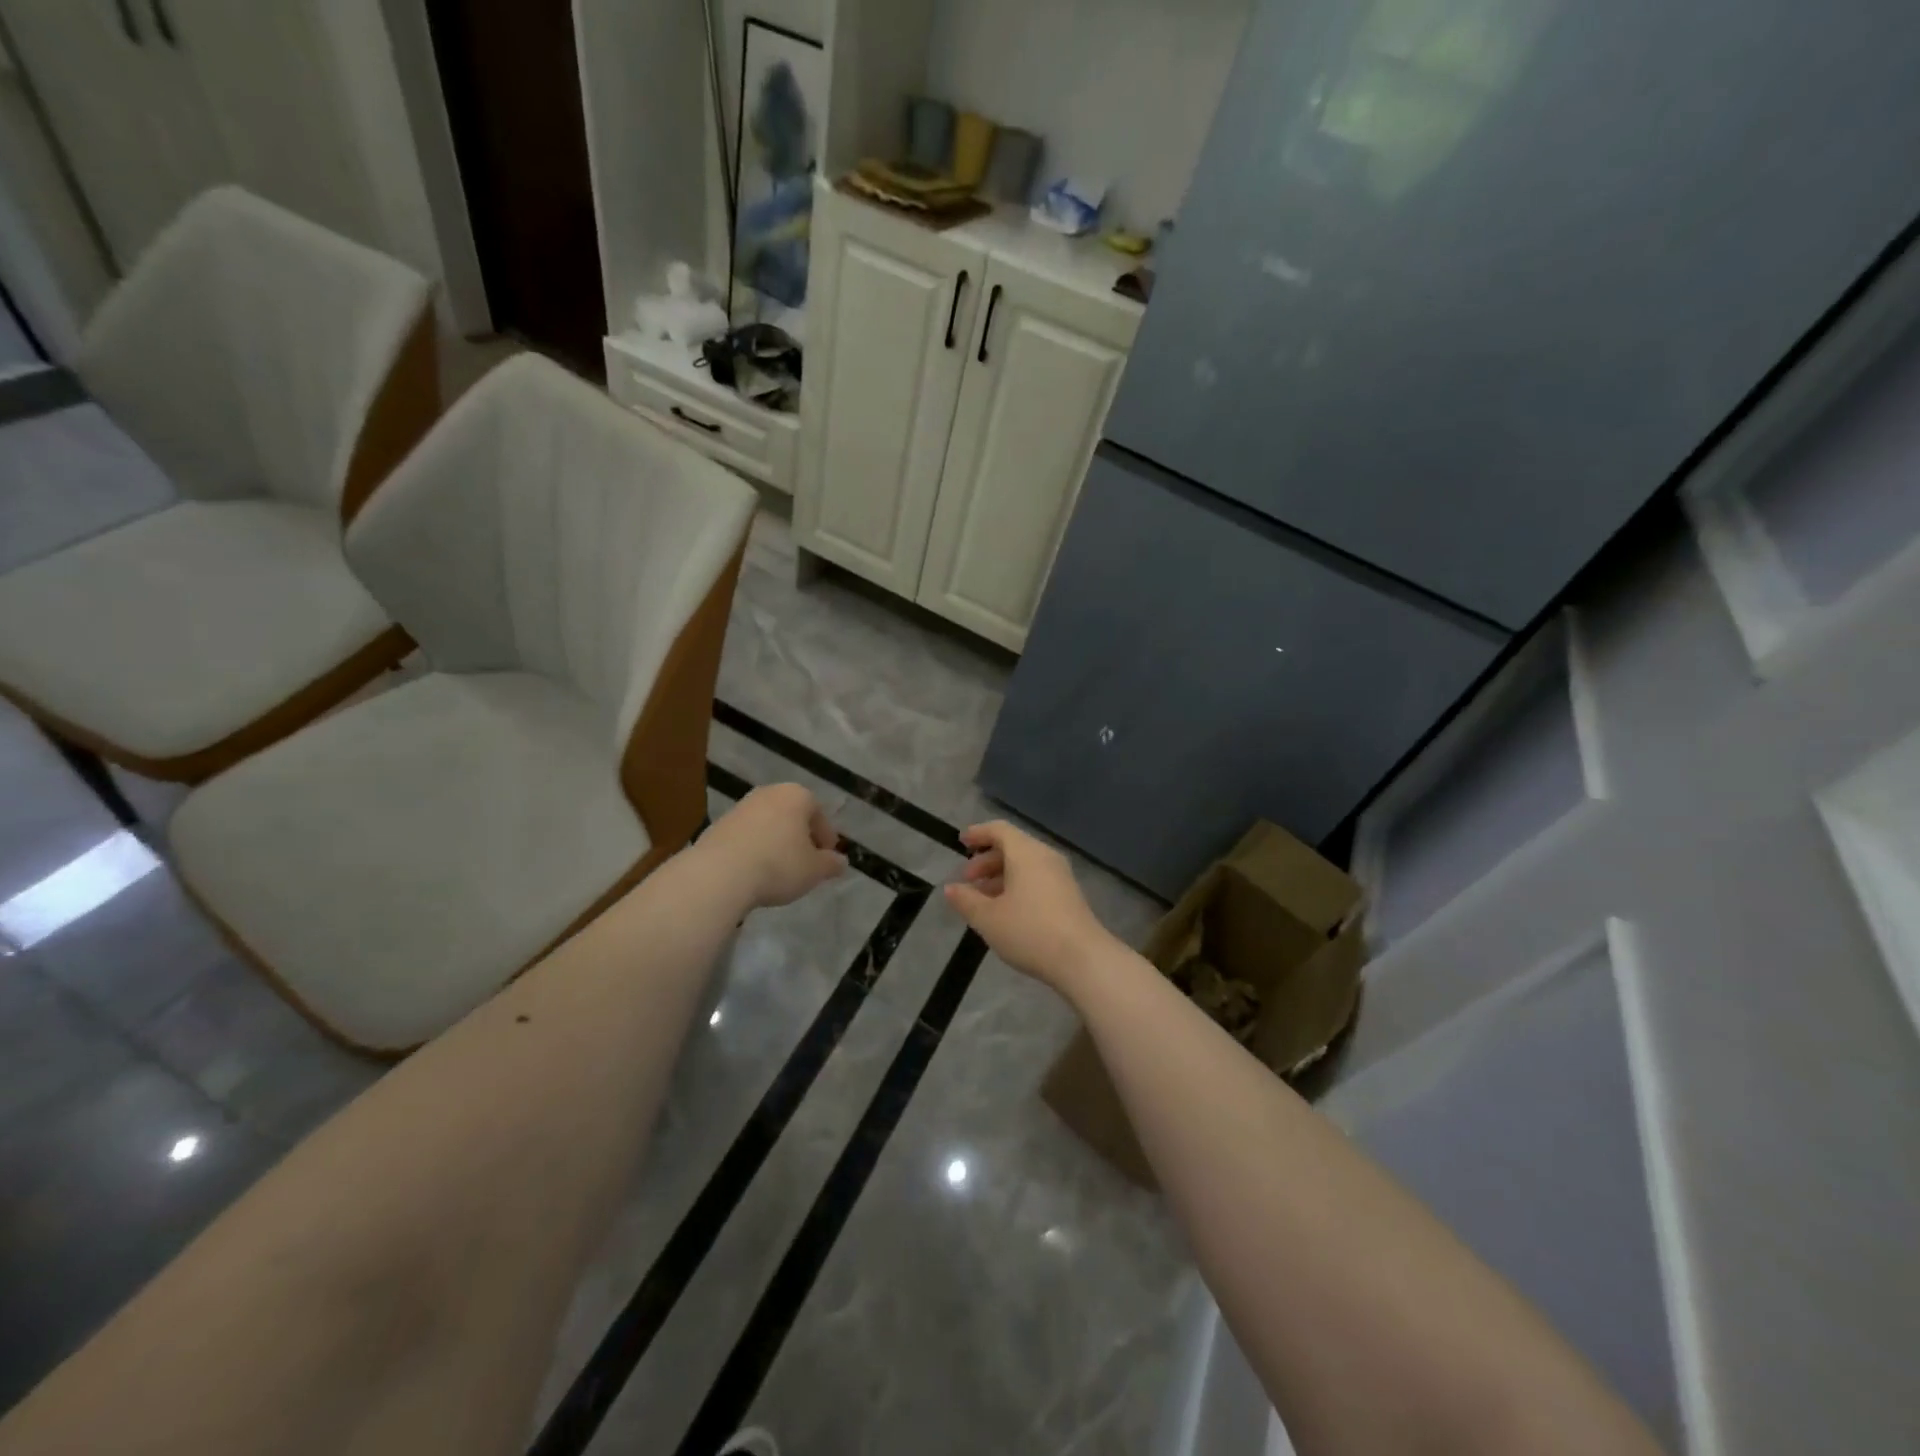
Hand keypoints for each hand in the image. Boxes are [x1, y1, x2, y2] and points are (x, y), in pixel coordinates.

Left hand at [701, 784, 847, 908]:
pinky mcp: (718, 825)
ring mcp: (740, 807)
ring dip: (776, 843)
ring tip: (778, 871)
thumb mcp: (814, 870)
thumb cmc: (778, 865)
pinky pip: (746, 836)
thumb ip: (831, 864)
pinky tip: (754, 872)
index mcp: (797, 795)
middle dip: (800, 838)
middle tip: (805, 863)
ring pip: (768, 825)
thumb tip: (841, 862)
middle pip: (792, 816)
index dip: (826, 838)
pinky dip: (755, 849)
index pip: (819, 814)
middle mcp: (768, 793)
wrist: (719, 874)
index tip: (826, 859)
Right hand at [944, 821, 1120, 993]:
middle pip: (1013, 846)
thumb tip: (950, 888)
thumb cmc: (1029, 931)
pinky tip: (1006, 910)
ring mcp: (1061, 876)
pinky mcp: (1069, 895)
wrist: (1082, 959)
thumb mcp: (988, 918)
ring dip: (1001, 876)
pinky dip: (1017, 885)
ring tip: (982, 899)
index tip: (961, 842)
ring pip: (1025, 865)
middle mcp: (1045, 857)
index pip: (999, 830)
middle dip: (987, 860)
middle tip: (967, 880)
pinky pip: (1037, 879)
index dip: (978, 833)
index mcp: (1026, 853)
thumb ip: (966, 900)